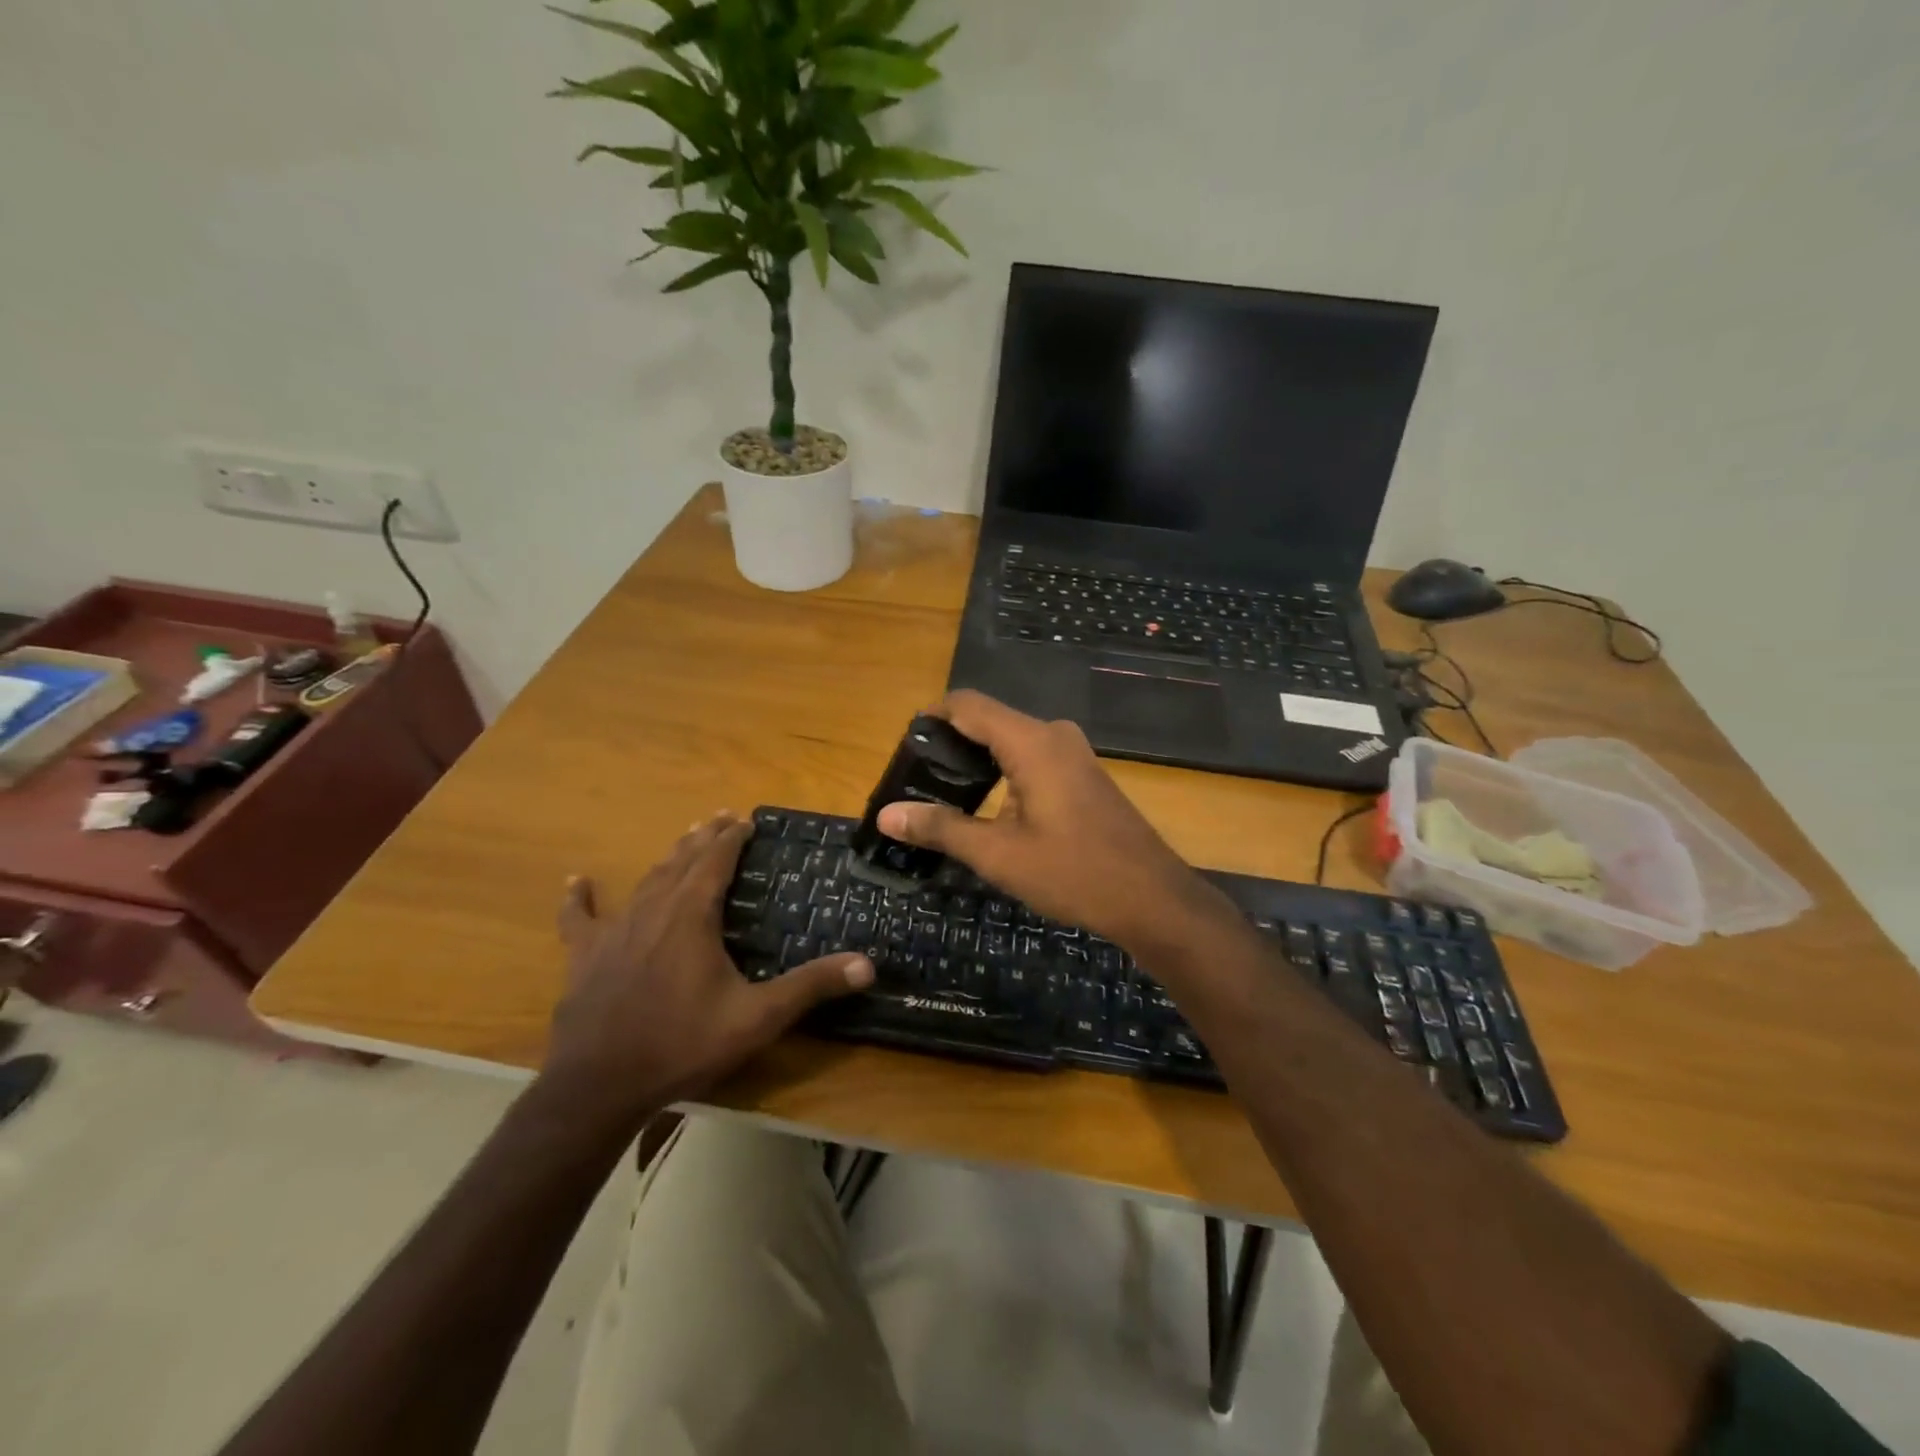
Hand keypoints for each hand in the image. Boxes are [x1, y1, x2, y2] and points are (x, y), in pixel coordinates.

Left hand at [540, 812, 872, 1133]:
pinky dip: (580, 899)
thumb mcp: (756, 1018)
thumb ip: (810, 987)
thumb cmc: (681, 1045)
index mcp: (691, 916)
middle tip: (721, 816)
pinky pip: (581, 919)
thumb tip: (867, 965)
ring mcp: (615, 932)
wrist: (599, 1086)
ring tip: (683, 839)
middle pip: (681, 861)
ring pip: (646, 881)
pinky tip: (576, 882)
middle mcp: (653, 911)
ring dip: (668, 857)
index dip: (731, 837)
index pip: (715, 861)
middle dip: (704, 837)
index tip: (746, 819)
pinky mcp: (585, 957)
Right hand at [876, 691, 1223, 951]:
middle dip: (950, 744)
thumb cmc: (1073, 873)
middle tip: (916, 781)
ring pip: (1011, 740)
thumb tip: (887, 815)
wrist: (1152, 899)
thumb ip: (941, 828)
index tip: (903, 748)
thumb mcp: (998, 854)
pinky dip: (1003, 771)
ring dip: (976, 761)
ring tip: (942, 796)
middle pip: (988, 720)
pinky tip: (987, 806)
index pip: (968, 705)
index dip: (931, 717)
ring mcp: (1073, 753)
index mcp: (1032, 742)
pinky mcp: (1083, 774)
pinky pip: (1032, 757)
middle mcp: (1053, 735)